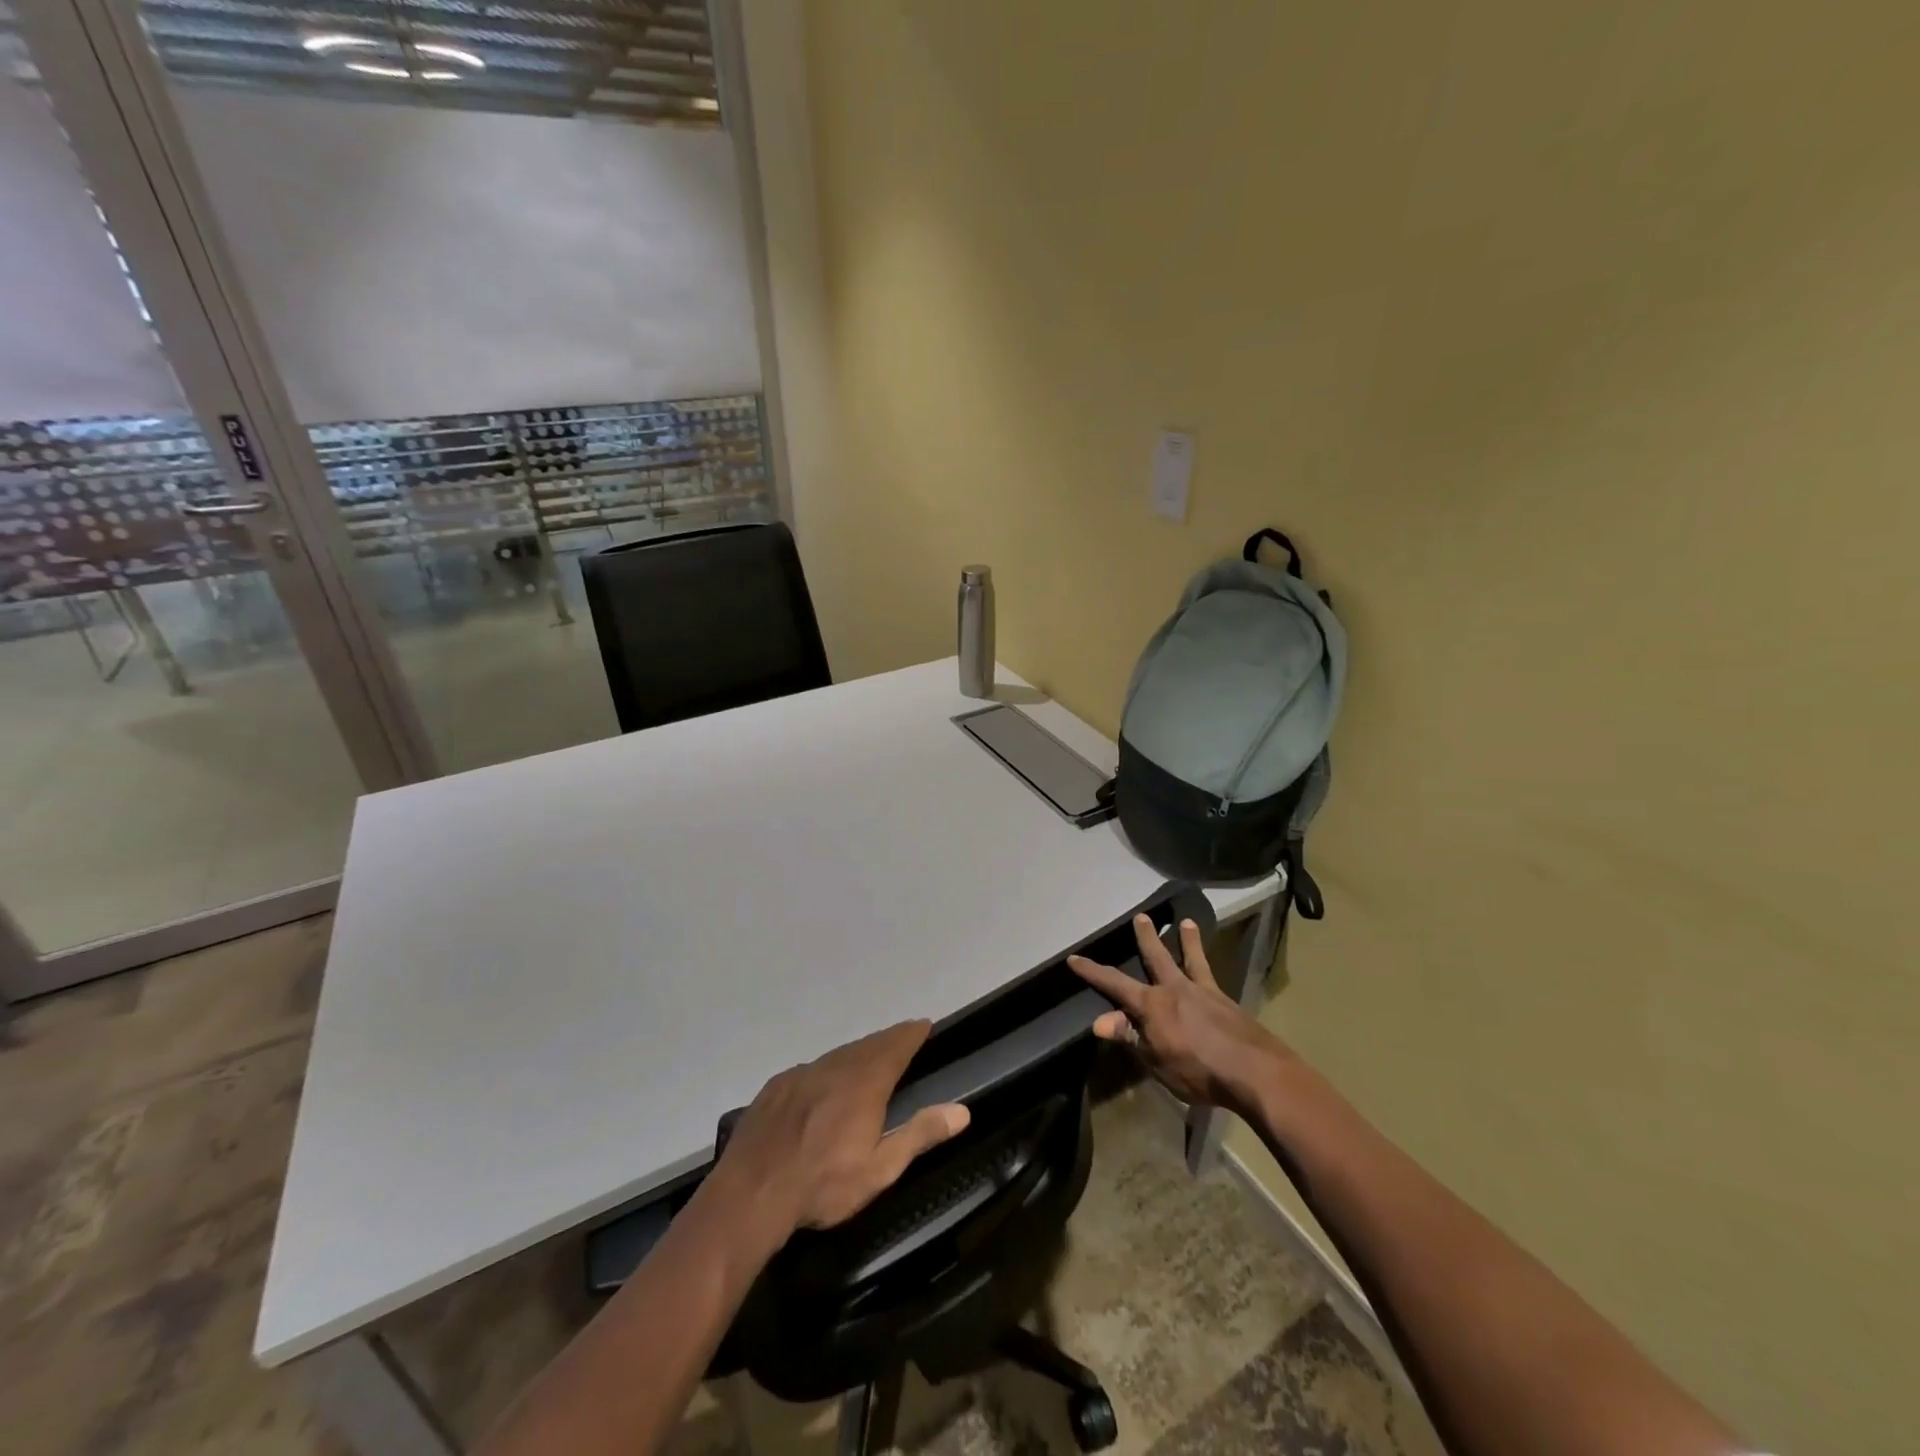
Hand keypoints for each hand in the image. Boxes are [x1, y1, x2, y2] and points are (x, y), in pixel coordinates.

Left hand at [717, 1020, 970, 1237]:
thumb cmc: (822, 1186)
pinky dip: (828, 1069)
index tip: (924, 1025)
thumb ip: (920, 1134)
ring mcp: (801, 1074)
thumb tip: (961, 1111)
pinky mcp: (776, 1087)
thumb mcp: (880, 1169)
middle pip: (868, 1045)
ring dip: (858, 1052)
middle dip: (888, 1040)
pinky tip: (824, 1085)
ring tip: (870, 1057)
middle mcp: (834, 1067)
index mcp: (864, 1083)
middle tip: (903, 1038)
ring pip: (838, 1055)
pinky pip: (811, 1069)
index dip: (911, 1034)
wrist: (749, 1194)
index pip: (895, 1046)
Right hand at [1068, 914, 1291, 1115]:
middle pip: (1157, 958)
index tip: (1074, 958)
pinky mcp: (1228, 1002)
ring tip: (1186, 922)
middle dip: (1146, 938)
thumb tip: (1098, 1021)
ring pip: (1192, 959)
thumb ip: (1130, 1037)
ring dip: (1187, 940)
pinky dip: (1209, 967)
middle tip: (1141, 917)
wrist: (1254, 1071)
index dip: (1093, 972)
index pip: (1115, 984)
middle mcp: (1176, 989)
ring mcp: (1204, 992)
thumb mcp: (1155, 1061)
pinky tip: (1211, 971)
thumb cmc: (1198, 1071)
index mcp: (1152, 1005)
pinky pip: (1213, 976)